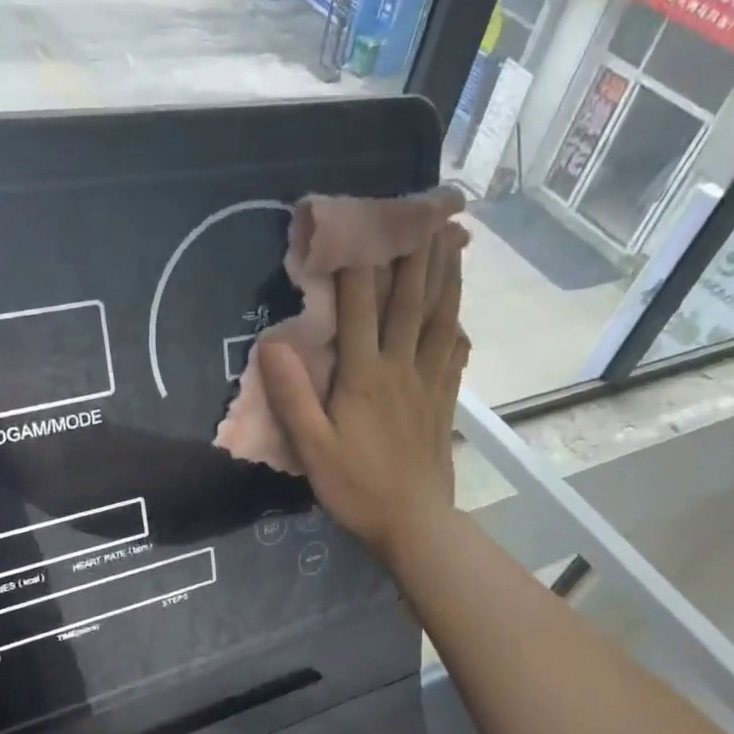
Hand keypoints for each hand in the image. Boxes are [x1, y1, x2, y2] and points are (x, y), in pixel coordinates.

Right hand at [260, 227, 468, 564]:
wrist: (413, 523)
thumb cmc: (356, 487)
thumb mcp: (313, 448)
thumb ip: (293, 397)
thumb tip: (272, 345)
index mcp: (364, 376)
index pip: (359, 308)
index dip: (358, 262)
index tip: (358, 220)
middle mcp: (400, 369)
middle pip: (409, 302)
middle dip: (413, 254)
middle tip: (423, 210)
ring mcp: (428, 385)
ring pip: (440, 321)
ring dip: (445, 279)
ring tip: (453, 243)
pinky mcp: (443, 405)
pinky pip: (454, 357)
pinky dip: (457, 330)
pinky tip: (460, 319)